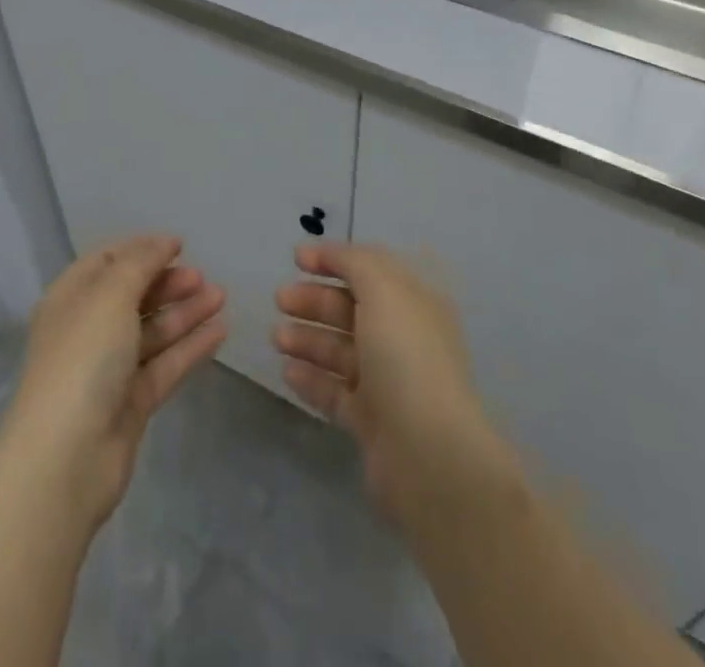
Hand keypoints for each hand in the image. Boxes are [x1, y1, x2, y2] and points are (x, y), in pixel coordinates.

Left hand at [0, 235, 224, 532]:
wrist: (65, 460)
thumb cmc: (82, 359)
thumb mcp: (110, 295)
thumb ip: (141, 263)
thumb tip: (164, 242)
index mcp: (70, 299)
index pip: (106, 261)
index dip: (141, 250)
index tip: (179, 245)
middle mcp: (87, 330)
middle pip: (132, 296)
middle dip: (168, 283)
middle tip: (202, 277)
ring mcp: (108, 369)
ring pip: (152, 331)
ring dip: (185, 312)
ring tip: (221, 297)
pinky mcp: (130, 403)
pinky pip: (164, 364)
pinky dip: (189, 346)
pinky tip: (219, 331)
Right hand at [274, 242, 515, 526]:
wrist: (427, 453)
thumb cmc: (406, 356)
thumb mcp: (382, 290)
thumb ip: (354, 263)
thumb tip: (331, 252)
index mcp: (414, 302)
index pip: (370, 269)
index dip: (334, 259)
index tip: (296, 257)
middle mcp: (403, 337)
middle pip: (351, 309)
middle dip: (314, 300)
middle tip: (279, 299)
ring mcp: (387, 381)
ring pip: (340, 350)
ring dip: (307, 339)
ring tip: (276, 337)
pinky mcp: (371, 421)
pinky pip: (335, 391)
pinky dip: (311, 379)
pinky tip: (287, 371)